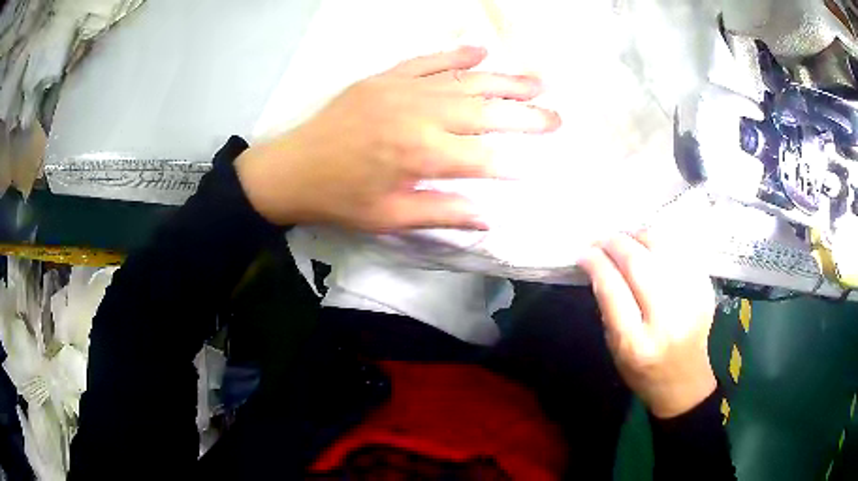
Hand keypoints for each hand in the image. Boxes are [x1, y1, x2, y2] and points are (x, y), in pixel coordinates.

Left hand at [236, 46, 559, 230]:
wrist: (293, 167)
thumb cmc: (341, 198)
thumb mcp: (389, 218)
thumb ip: (441, 213)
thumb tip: (489, 217)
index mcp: (421, 155)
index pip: (483, 159)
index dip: (514, 163)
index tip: (539, 166)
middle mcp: (420, 115)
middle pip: (485, 112)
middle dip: (525, 116)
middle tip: (556, 116)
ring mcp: (403, 89)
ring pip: (465, 81)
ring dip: (504, 80)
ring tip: (537, 80)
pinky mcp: (387, 77)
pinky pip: (429, 60)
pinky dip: (457, 54)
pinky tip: (482, 50)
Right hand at [580, 231, 716, 418]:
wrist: (684, 379)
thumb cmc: (643, 370)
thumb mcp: (615, 347)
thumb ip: (609, 306)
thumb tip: (600, 265)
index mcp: (637, 342)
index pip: (612, 289)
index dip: (596, 263)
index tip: (584, 253)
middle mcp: (667, 320)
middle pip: (639, 263)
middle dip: (615, 243)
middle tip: (602, 239)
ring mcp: (691, 300)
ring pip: (662, 249)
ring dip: (639, 236)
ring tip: (626, 238)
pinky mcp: (705, 289)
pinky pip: (681, 251)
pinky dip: (662, 243)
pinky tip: (651, 248)